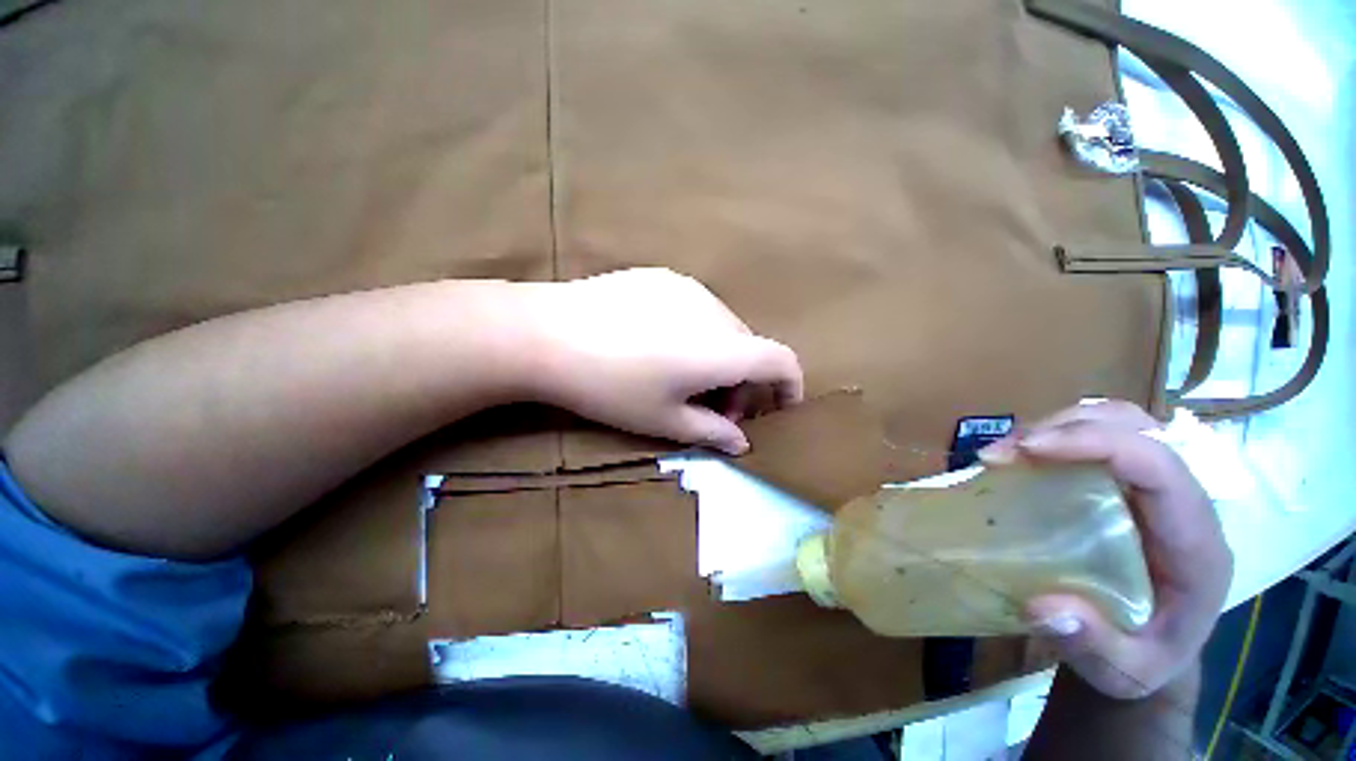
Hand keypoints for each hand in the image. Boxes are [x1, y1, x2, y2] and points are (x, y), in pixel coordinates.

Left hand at [522, 268, 803, 454]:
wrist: (547, 334)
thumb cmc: (609, 386)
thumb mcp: (662, 421)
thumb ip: (711, 431)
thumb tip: (741, 441)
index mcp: (724, 348)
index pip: (782, 360)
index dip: (790, 387)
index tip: (779, 409)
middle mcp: (716, 310)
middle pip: (749, 346)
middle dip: (742, 383)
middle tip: (709, 412)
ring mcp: (686, 287)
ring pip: (722, 327)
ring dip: (718, 357)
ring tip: (678, 380)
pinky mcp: (658, 276)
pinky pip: (694, 308)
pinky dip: (694, 333)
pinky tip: (652, 348)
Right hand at [980, 401, 1232, 699]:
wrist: (1174, 655)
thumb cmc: (1155, 666)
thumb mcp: (1127, 675)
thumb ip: (1093, 646)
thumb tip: (1039, 603)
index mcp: (1197, 540)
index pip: (1158, 465)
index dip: (1101, 445)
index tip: (1032, 452)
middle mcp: (1190, 498)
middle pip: (1140, 430)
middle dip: (1073, 428)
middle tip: (1007, 452)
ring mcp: (1172, 487)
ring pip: (1128, 425)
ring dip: (1070, 427)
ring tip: (1015, 451)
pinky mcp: (1152, 489)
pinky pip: (1118, 444)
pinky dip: (1077, 440)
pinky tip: (1042, 460)